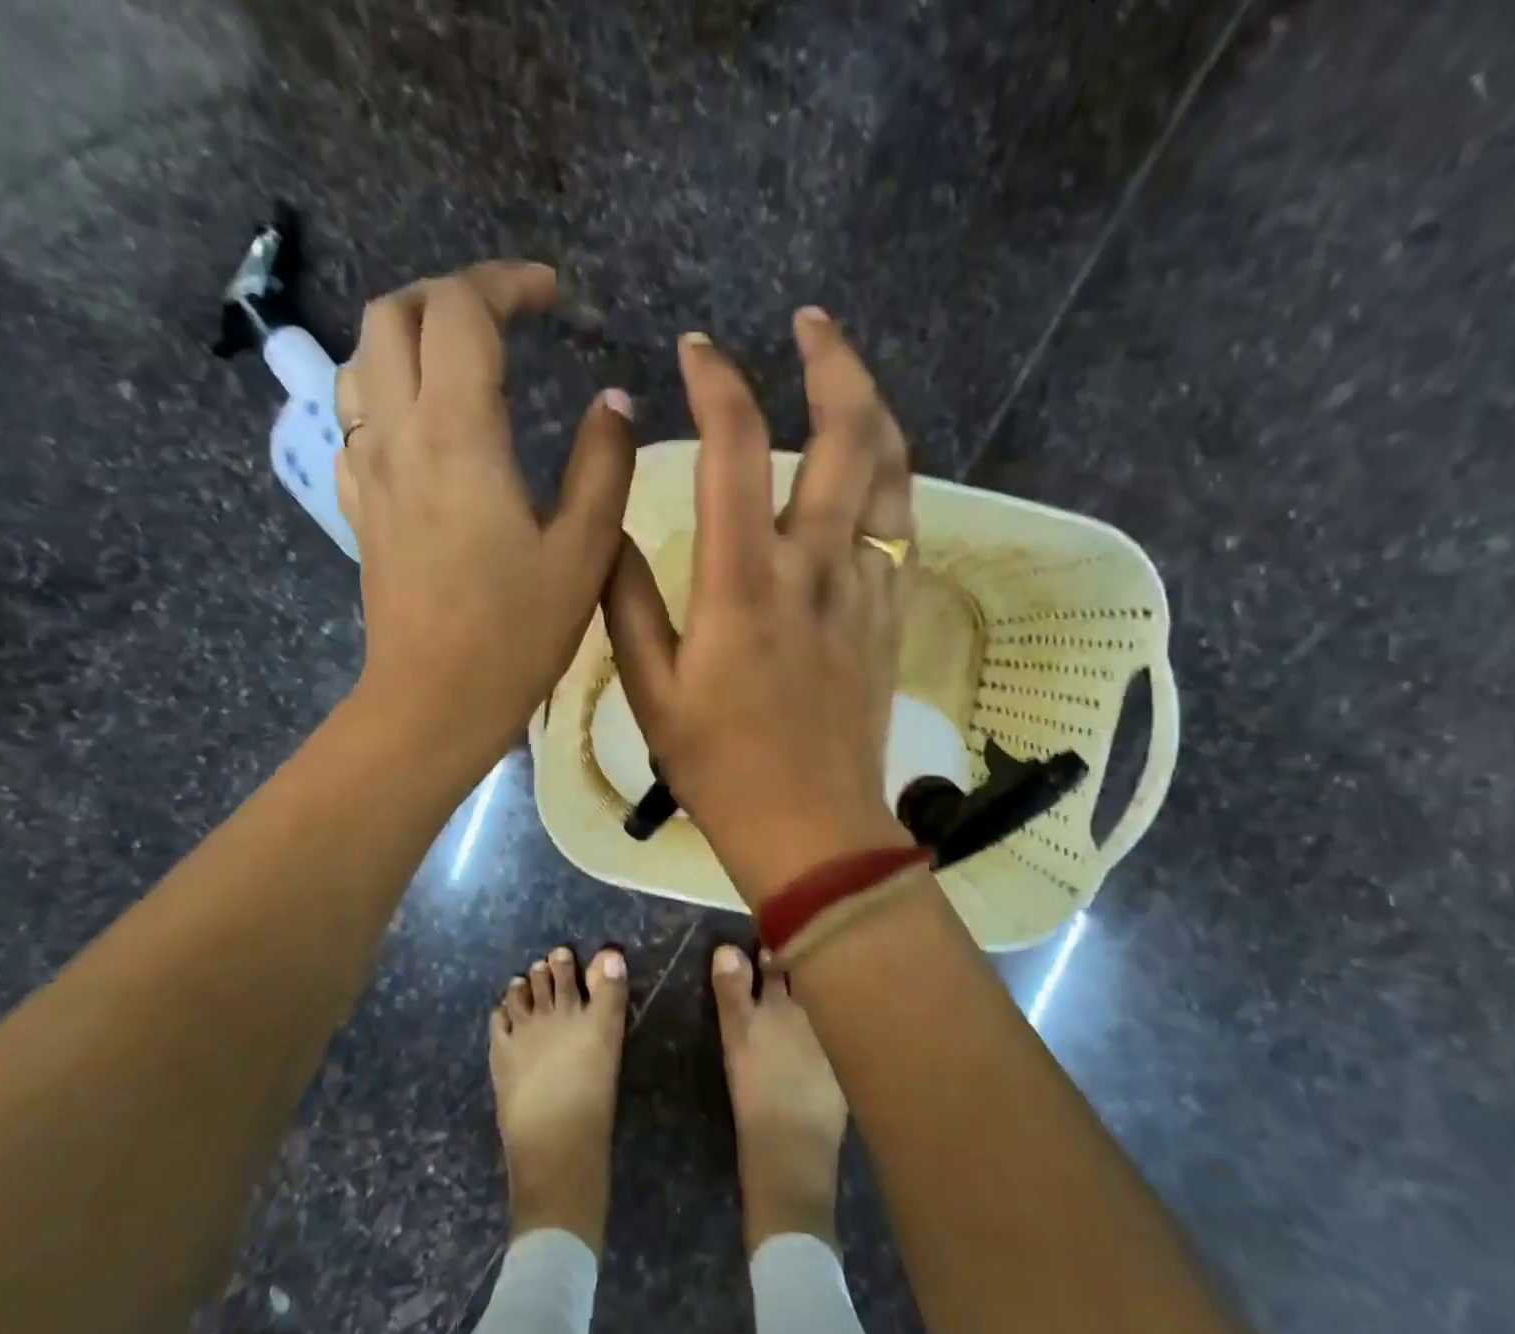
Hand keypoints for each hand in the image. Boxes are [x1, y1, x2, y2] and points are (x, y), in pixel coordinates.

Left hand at [336, 262, 635, 777]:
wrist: (434, 701)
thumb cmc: (517, 633)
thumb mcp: (584, 551)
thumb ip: (604, 465)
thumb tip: (613, 402)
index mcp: (458, 434)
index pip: (462, 312)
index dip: (507, 284)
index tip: (553, 297)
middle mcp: (397, 434)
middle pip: (393, 315)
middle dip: (449, 295)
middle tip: (504, 319)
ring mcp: (367, 471)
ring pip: (359, 361)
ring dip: (407, 337)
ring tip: (460, 361)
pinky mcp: (359, 509)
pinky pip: (352, 422)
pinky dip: (384, 394)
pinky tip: (421, 427)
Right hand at [604, 311, 916, 905]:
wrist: (812, 829)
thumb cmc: (720, 767)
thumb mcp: (650, 691)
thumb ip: (627, 601)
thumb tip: (612, 529)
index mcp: (743, 583)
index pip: (736, 448)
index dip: (719, 382)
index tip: (698, 351)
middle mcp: (814, 568)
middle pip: (847, 436)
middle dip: (833, 362)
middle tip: (810, 323)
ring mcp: (864, 590)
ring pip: (893, 472)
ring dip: (875, 409)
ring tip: (848, 377)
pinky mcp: (890, 617)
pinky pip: (902, 527)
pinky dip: (890, 479)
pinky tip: (871, 469)